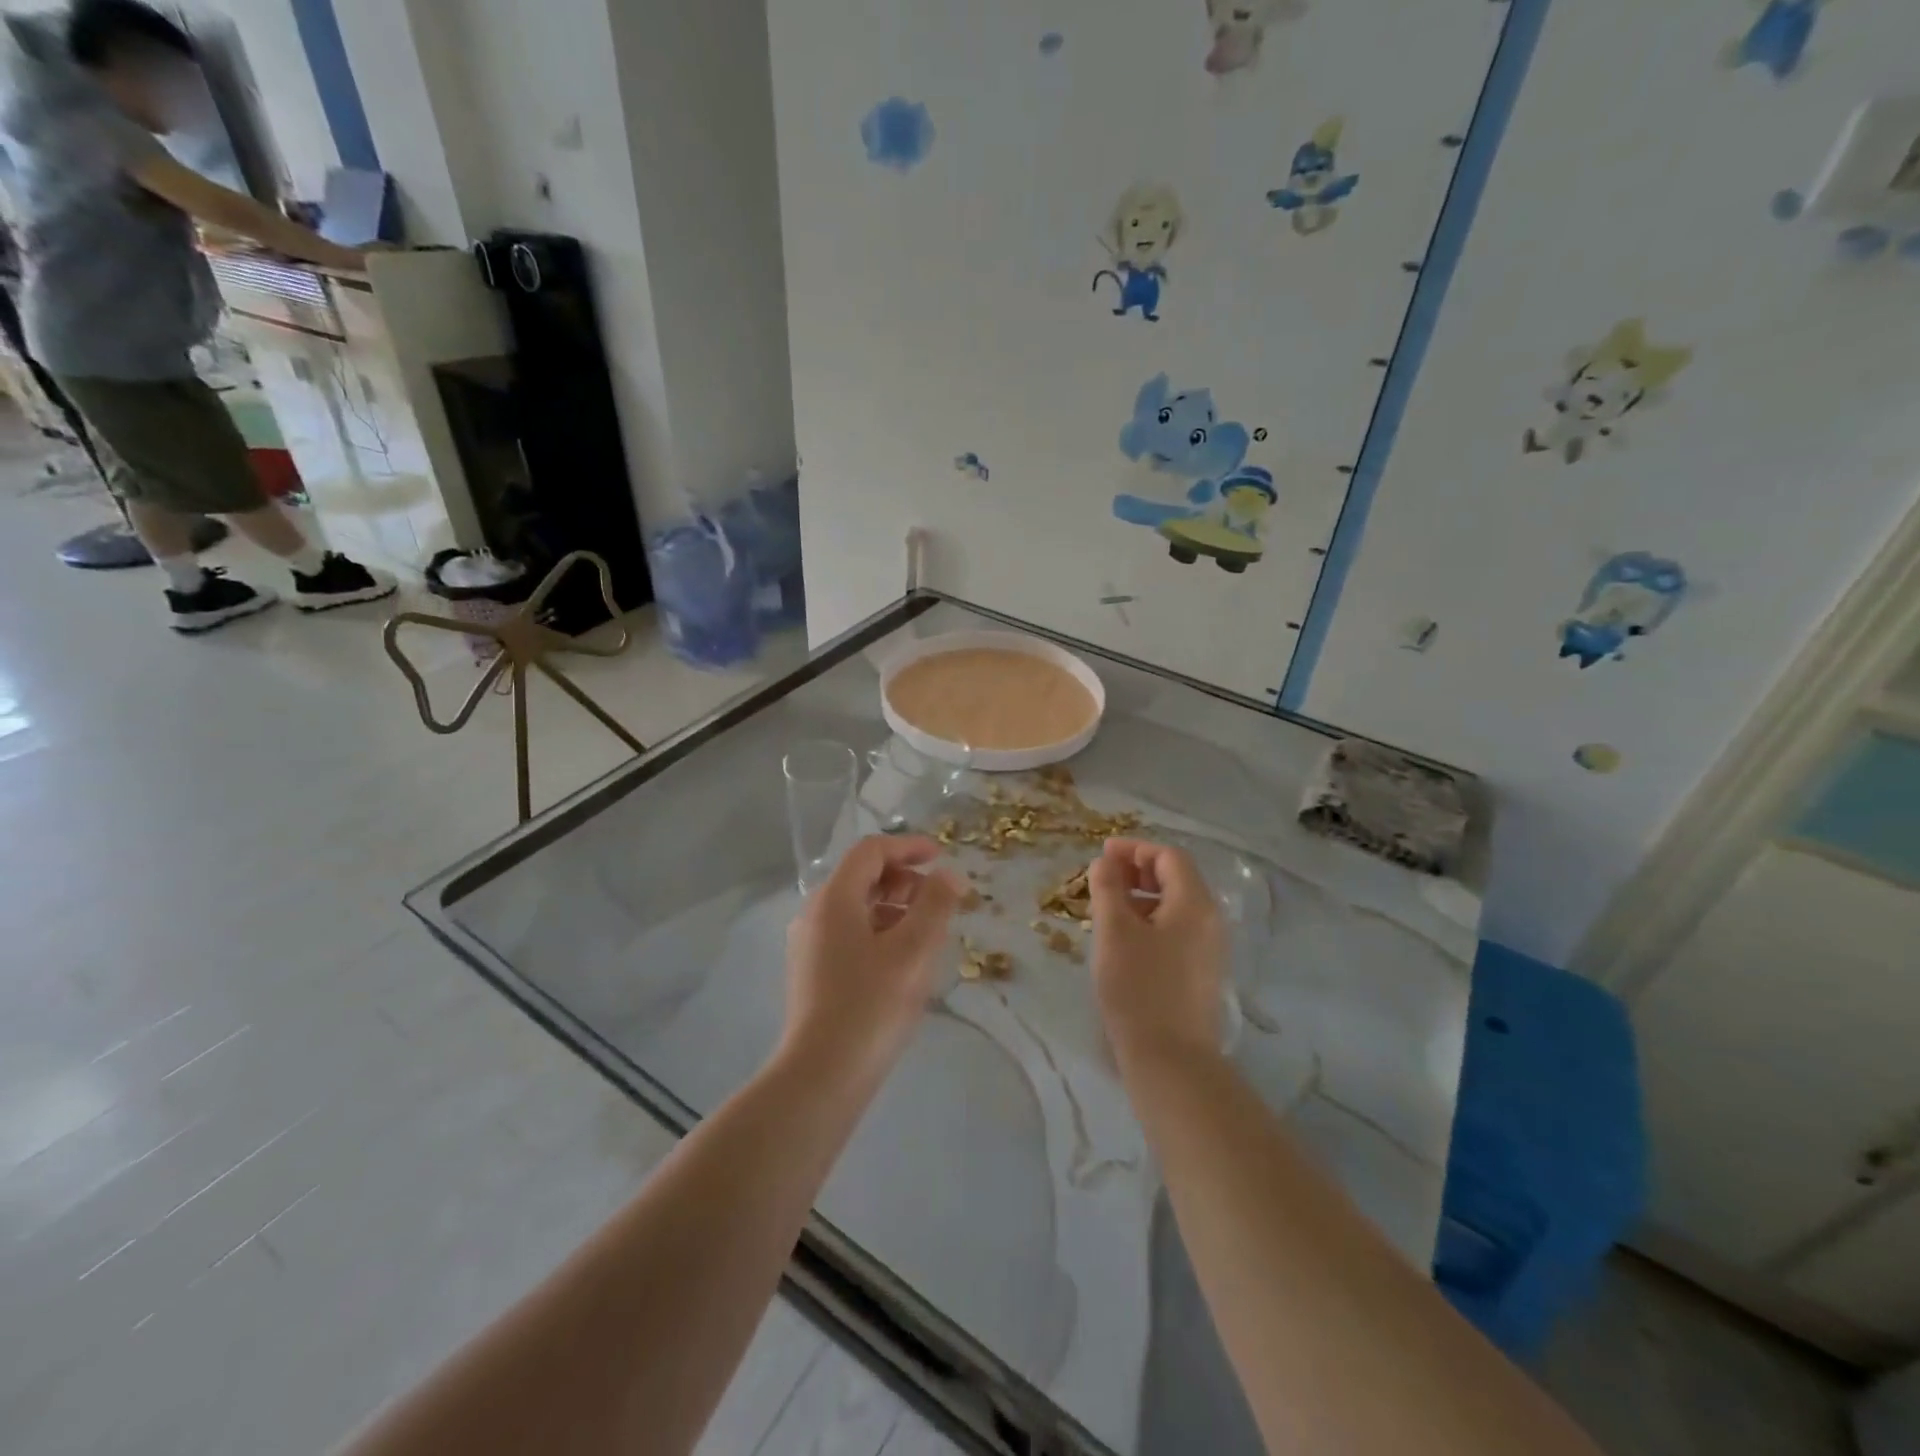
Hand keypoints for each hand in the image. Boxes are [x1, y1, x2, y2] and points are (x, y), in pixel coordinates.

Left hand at [783, 835, 961, 1078]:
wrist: (821, 1076)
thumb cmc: (871, 1005)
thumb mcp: (914, 951)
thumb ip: (935, 905)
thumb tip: (949, 875)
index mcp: (834, 899)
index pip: (871, 851)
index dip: (908, 847)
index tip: (942, 857)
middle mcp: (814, 914)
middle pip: (862, 877)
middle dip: (904, 879)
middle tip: (939, 899)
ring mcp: (809, 944)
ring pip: (857, 908)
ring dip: (894, 907)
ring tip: (928, 932)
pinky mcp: (813, 972)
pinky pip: (849, 933)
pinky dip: (879, 931)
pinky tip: (903, 960)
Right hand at [1088, 838, 1226, 1069]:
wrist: (1170, 1059)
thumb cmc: (1138, 987)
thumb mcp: (1114, 931)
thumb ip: (1108, 888)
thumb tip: (1105, 862)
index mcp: (1195, 903)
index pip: (1169, 857)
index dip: (1135, 849)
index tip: (1102, 854)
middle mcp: (1210, 920)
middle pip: (1176, 879)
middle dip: (1138, 871)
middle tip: (1103, 879)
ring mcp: (1210, 948)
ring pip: (1175, 906)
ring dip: (1142, 897)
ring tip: (1107, 910)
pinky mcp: (1202, 972)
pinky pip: (1177, 930)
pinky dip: (1150, 921)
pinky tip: (1124, 939)